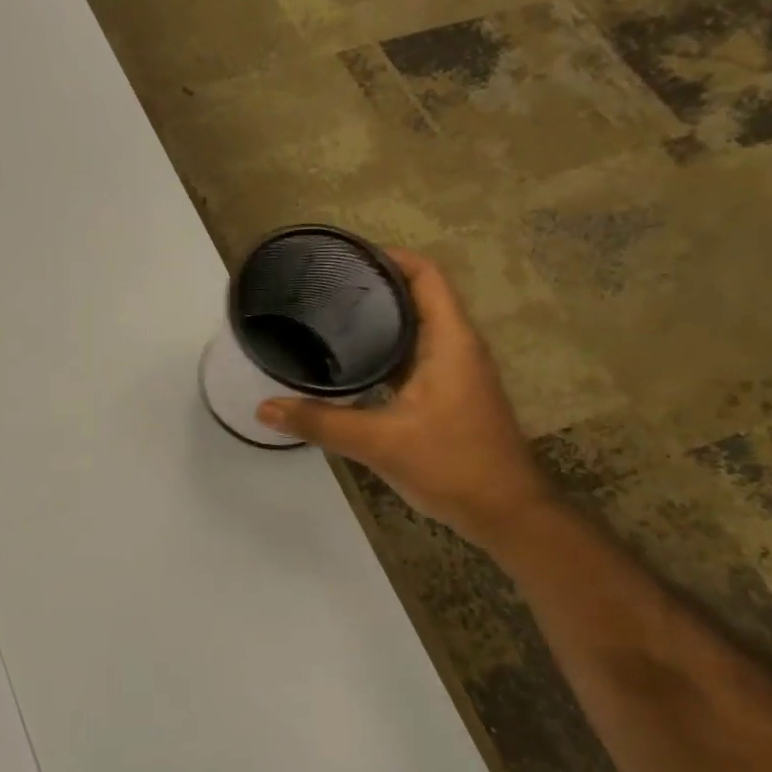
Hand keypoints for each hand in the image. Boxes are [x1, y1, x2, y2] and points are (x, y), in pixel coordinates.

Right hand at [255, 249, 556, 543]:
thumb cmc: (452, 465)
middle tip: (324, 288)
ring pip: (417, 329)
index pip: (426, 276)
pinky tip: (352, 365)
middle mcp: (458, 347)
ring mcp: (457, 372)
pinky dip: (386, 351)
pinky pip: (415, 357)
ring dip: (381, 320)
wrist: (506, 514)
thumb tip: (265, 408)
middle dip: (376, 286)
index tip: (347, 257)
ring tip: (331, 318)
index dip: (390, 257)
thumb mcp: (380, 442)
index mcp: (451, 341)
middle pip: (419, 297)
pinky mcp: (450, 395)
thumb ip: (320, 422)